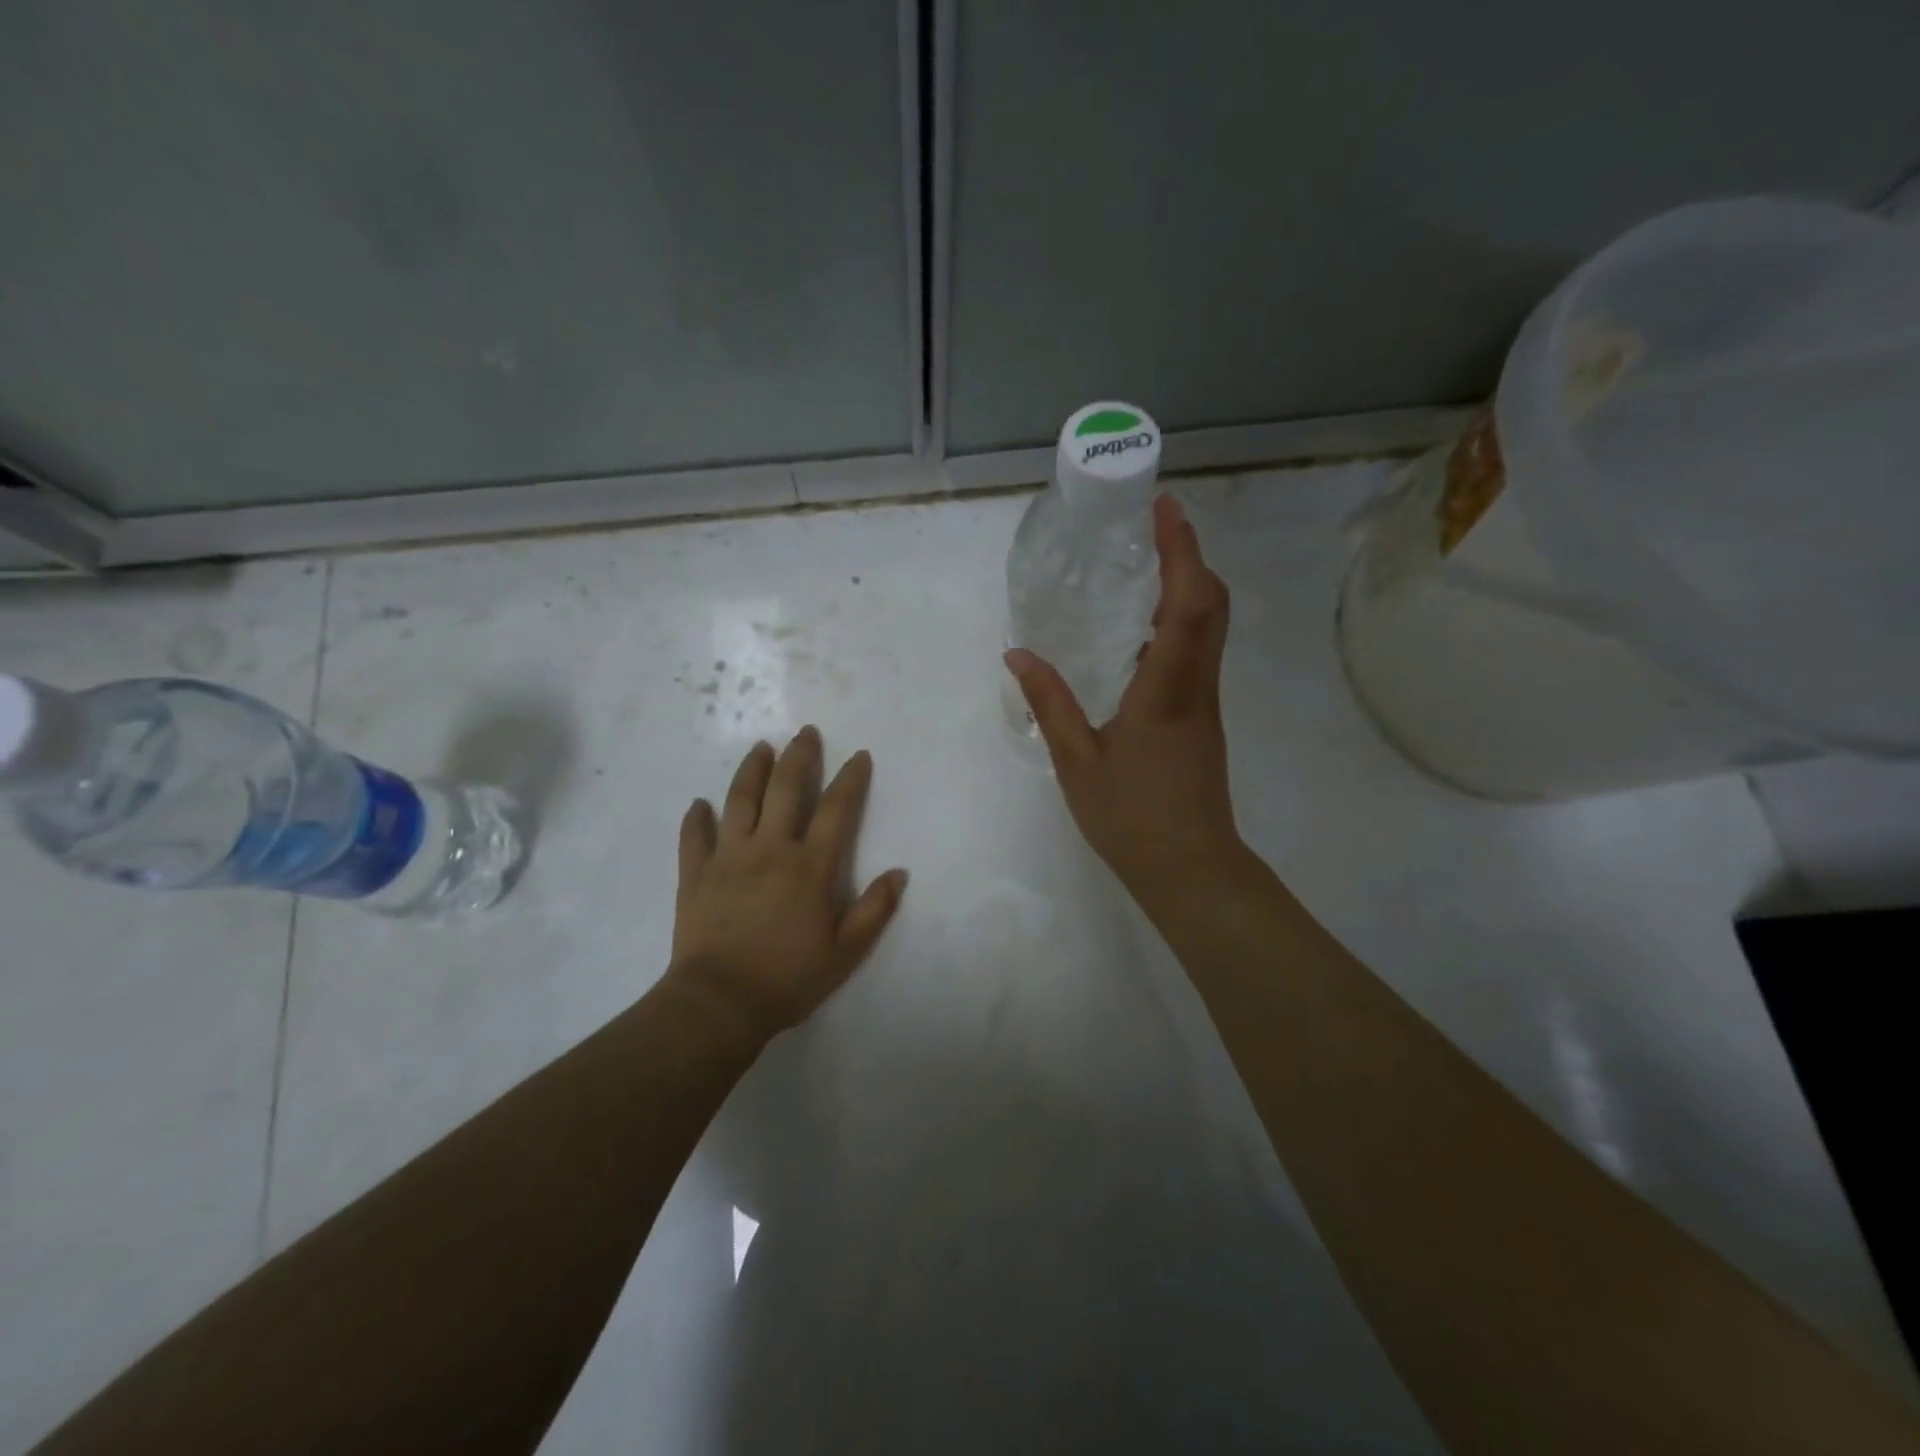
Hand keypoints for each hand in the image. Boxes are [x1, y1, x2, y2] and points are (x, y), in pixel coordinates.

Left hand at [668, 727, 907, 1042]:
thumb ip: (875, 910)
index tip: (859, 755)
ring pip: (740, 800)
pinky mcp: (696, 874)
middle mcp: (771, 849)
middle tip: (805, 732)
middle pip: (786, 789)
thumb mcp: (846, 951)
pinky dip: (697, 818)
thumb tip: (899, 873)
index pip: (837, 809)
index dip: (850, 779)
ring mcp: (729, 858)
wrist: (720, 1002)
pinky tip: (700, 804)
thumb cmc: (789, 978)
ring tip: (760, 748)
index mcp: (811, 866)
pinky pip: (694, 837)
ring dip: (752, 770)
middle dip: (799, 756)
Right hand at [1006, 495, 1242, 912]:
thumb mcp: (1076, 761)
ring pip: (1210, 626)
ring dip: (1188, 583)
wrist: (1189, 867)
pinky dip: (1181, 618)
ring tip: (1147, 561)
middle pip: (1211, 603)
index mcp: (1166, 690)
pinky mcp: (1202, 715)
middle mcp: (1196, 685)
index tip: (1164, 508)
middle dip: (1189, 555)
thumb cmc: (1131, 817)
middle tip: (1153, 525)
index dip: (1181, 550)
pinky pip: (1199, 650)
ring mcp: (1205, 701)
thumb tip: (1018, 654)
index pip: (1187, 604)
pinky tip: (1143, 626)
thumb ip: (1049, 703)